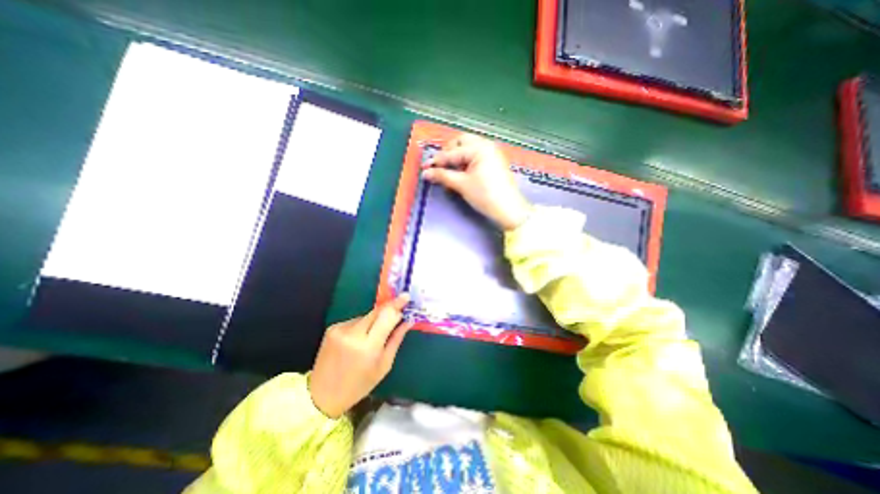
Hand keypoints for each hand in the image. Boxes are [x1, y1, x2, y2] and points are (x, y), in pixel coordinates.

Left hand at [309, 294, 411, 418]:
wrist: (321, 395)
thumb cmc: (359, 385)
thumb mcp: (384, 365)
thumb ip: (396, 339)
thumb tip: (408, 321)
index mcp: (368, 347)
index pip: (386, 316)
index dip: (397, 305)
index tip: (406, 296)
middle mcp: (353, 334)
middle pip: (377, 311)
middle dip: (389, 309)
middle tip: (398, 310)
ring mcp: (340, 329)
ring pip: (367, 316)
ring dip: (375, 321)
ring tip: (373, 336)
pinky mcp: (332, 328)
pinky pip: (355, 321)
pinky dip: (362, 326)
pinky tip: (359, 339)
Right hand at [422, 131, 532, 228]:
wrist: (508, 210)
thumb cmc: (486, 195)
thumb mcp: (462, 185)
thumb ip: (443, 176)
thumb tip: (426, 173)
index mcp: (479, 148)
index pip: (452, 152)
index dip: (437, 161)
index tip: (425, 168)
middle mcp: (486, 145)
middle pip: (461, 142)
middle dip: (448, 152)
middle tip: (439, 166)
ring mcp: (492, 153)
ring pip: (468, 149)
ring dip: (456, 157)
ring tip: (449, 171)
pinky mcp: (494, 163)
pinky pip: (475, 156)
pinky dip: (465, 162)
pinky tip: (460, 173)